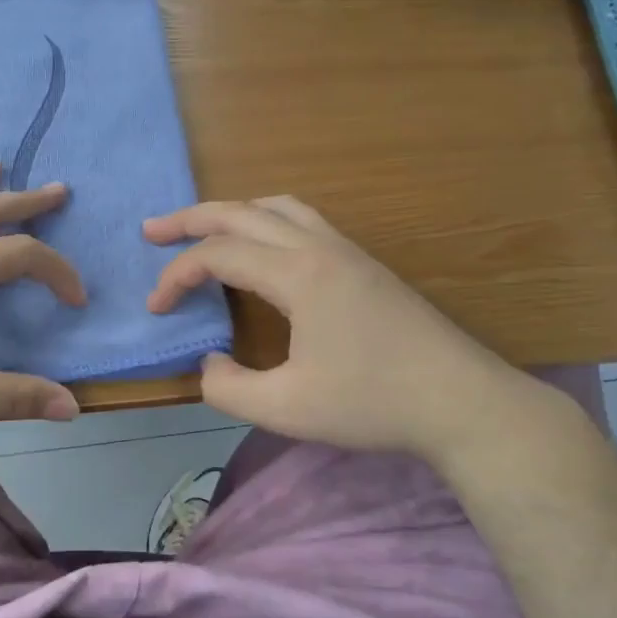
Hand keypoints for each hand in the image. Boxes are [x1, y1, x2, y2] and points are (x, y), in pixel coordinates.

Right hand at [143, 197, 543, 465]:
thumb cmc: (373, 404)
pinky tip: (263, 249)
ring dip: (232, 213)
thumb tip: (209, 362)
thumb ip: (229, 389)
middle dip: (190, 219)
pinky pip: (303, 220)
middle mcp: (320, 248)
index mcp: (298, 275)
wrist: (464, 403)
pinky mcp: (364, 265)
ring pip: (277, 207)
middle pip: (241, 213)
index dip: (176, 276)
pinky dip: (265, 221)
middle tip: (152, 231)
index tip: (156, 309)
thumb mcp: (286, 410)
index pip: (218, 256)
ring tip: (203, 231)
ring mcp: (347, 251)